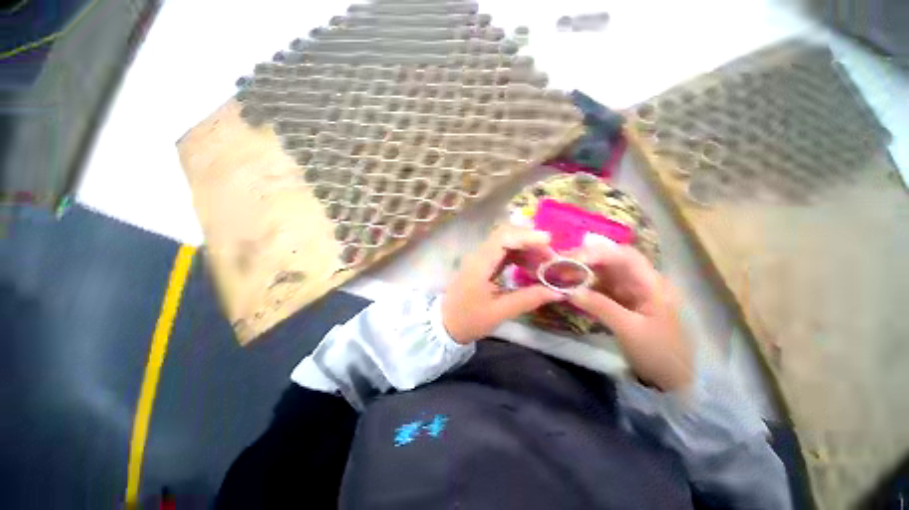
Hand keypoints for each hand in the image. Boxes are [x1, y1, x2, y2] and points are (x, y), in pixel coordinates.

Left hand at [442, 225, 564, 343]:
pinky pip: (503, 253)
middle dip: (530, 242)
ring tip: (545, 264)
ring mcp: (480, 258)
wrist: (446, 324)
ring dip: (527, 249)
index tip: (549, 243)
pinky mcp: (483, 264)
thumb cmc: (469, 319)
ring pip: (506, 243)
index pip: (503, 238)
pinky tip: (531, 267)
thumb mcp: (500, 312)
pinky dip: (519, 257)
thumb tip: (558, 291)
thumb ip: (528, 299)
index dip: (526, 237)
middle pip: (506, 236)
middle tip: (551, 257)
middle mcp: (479, 255)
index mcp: (479, 264)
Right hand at [569, 244, 693, 391]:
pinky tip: (569, 285)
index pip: (624, 256)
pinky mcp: (620, 300)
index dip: (598, 253)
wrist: (670, 377)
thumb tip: (569, 290)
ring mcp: (629, 290)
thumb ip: (600, 307)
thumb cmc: (658, 352)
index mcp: (652, 283)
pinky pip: (599, 285)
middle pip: (611, 260)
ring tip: (559, 272)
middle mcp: (640, 281)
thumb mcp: (629, 330)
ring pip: (603, 271)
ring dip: (581, 270)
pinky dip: (583, 283)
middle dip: (585, 258)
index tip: (572, 259)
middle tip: (559, 263)